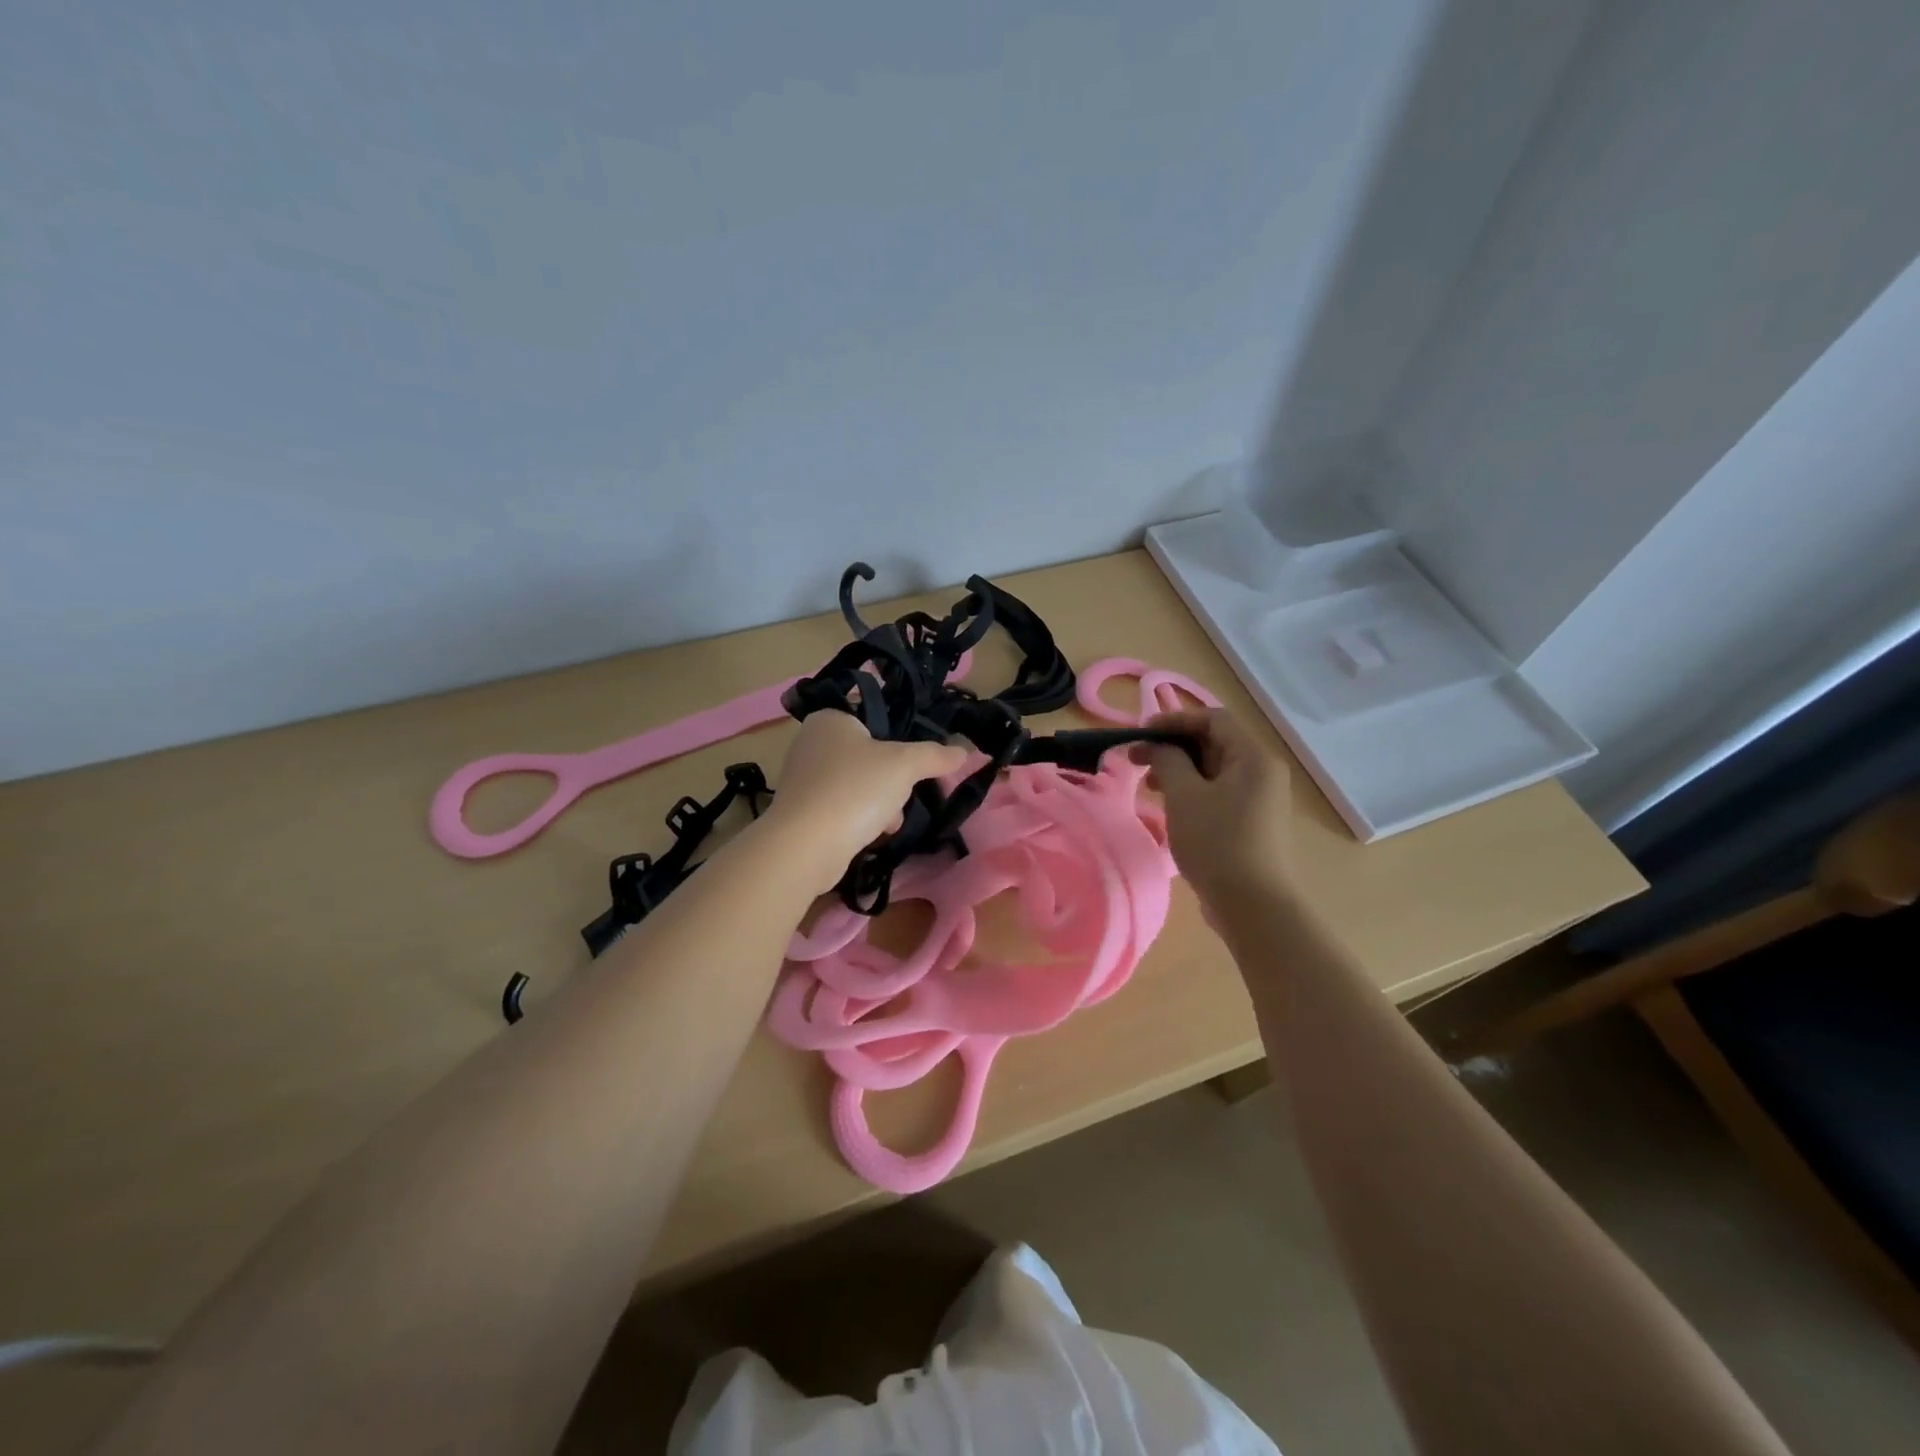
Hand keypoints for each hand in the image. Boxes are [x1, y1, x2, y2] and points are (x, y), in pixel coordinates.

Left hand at [765, 711, 969, 889]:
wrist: (806, 846)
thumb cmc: (855, 790)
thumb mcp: (905, 765)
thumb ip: (935, 755)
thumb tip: (964, 750)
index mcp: (830, 719)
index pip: (875, 719)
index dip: (900, 739)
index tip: (916, 762)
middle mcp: (810, 742)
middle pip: (869, 755)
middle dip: (892, 779)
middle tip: (904, 793)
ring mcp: (803, 779)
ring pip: (858, 784)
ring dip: (880, 802)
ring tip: (891, 820)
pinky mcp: (801, 811)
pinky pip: (842, 807)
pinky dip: (859, 819)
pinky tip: (874, 834)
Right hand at [1130, 708, 1294, 907]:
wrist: (1253, 905)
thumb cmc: (1216, 841)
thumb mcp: (1184, 795)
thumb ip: (1167, 760)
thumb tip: (1158, 746)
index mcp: (1253, 757)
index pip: (1213, 719)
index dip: (1175, 720)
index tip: (1140, 733)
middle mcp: (1263, 772)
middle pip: (1215, 743)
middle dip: (1174, 746)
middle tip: (1138, 760)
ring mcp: (1260, 799)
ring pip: (1215, 770)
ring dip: (1180, 770)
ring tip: (1149, 785)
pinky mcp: (1253, 823)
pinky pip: (1220, 793)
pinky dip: (1193, 790)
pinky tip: (1171, 807)